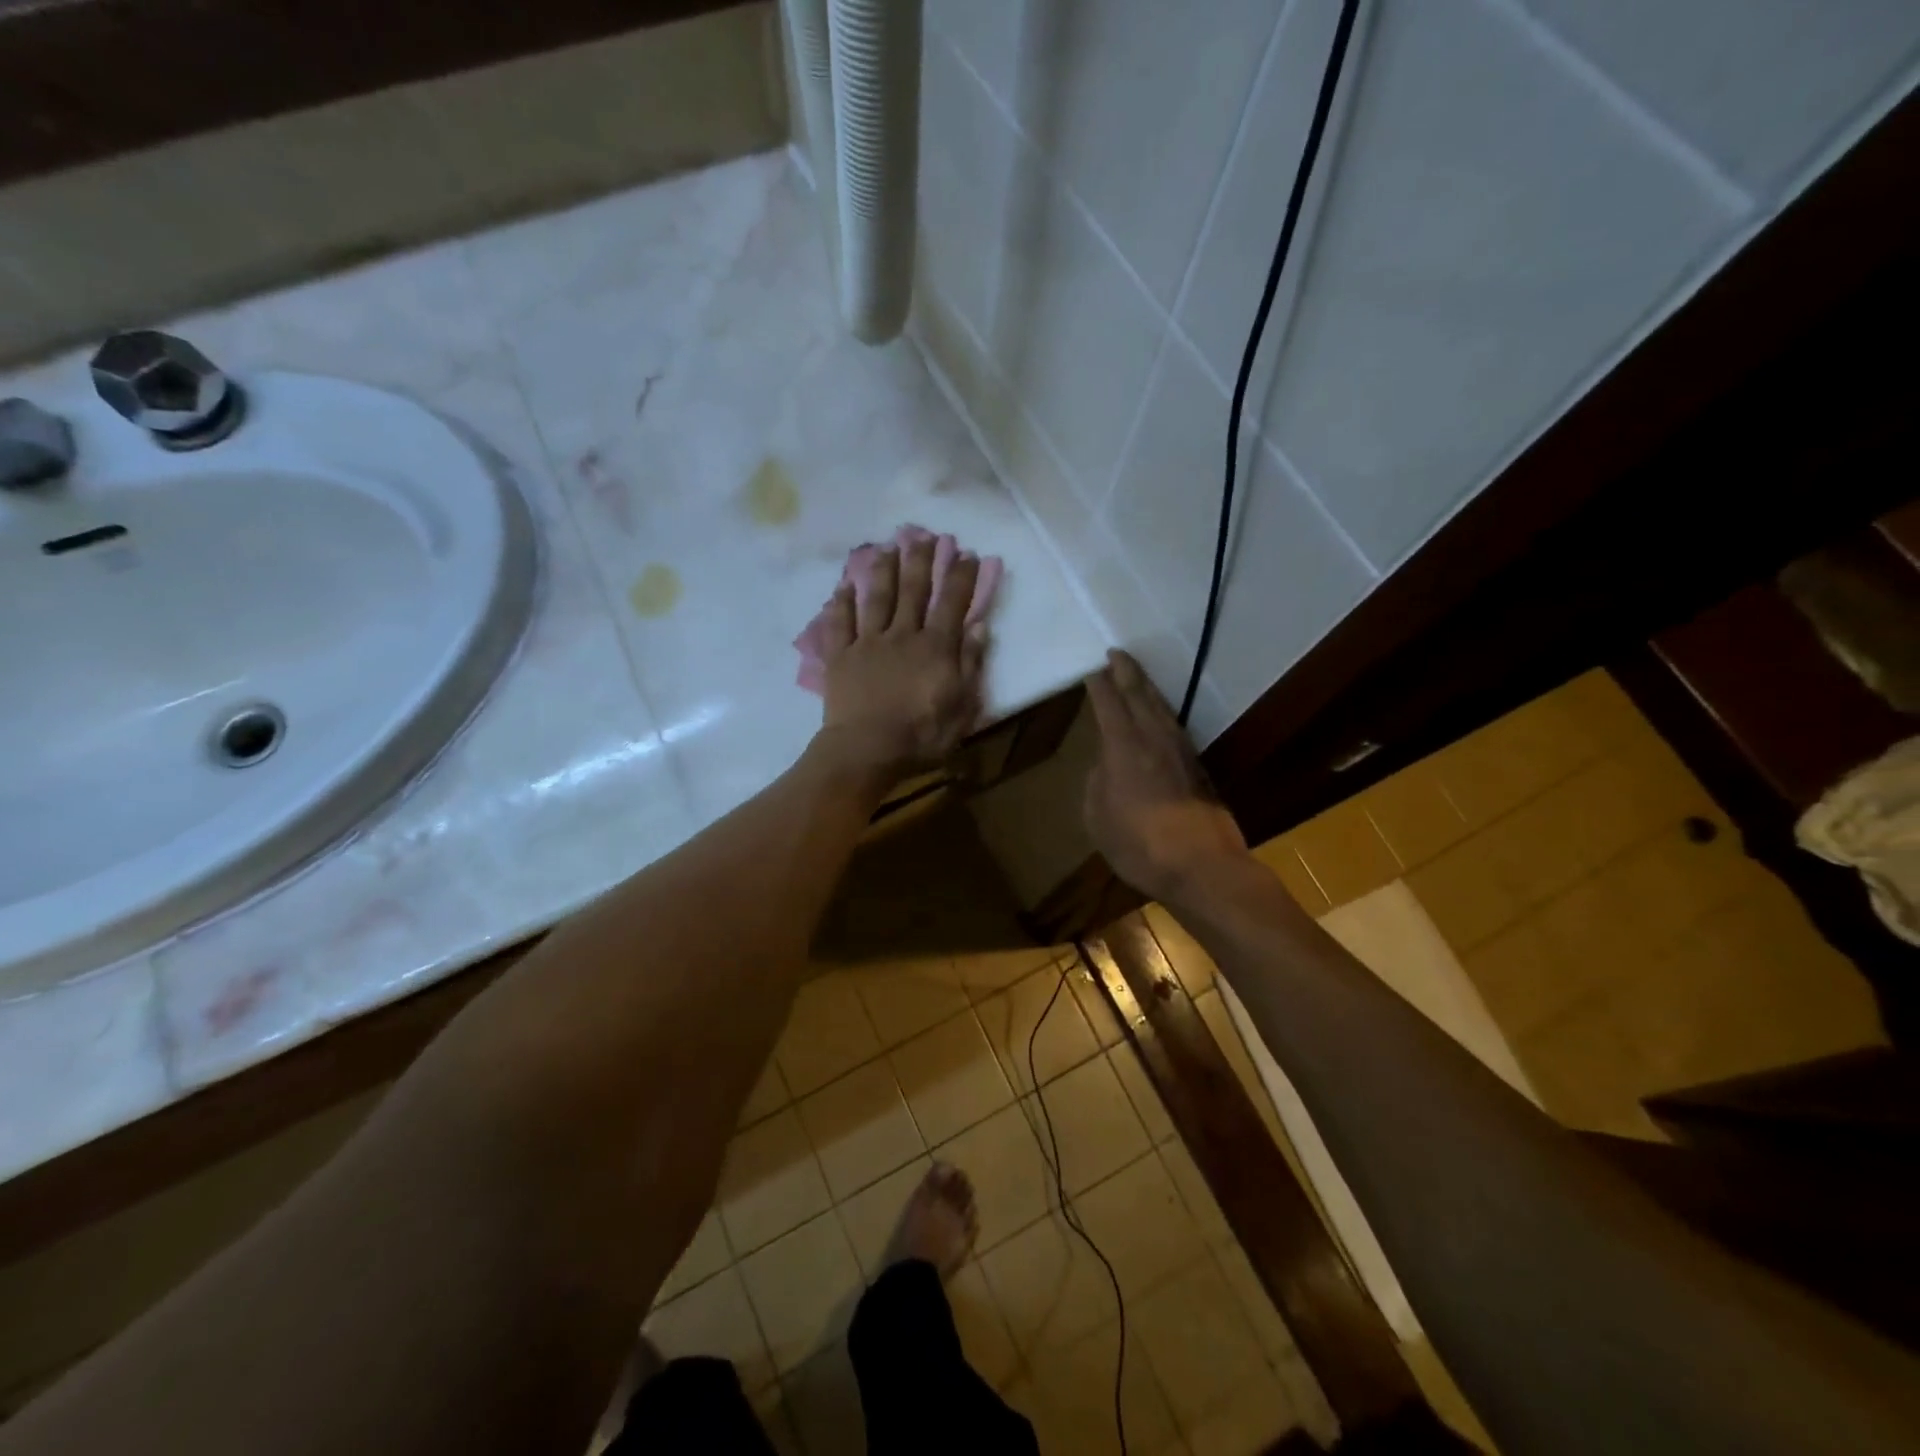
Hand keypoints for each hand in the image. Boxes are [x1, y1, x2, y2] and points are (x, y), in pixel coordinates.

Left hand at [816, 536, 986, 773]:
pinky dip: (841, 603)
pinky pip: (840, 623)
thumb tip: (979, 627)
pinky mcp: (841, 656)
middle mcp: (903, 634)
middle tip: (923, 535)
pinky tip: (843, 586)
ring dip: (883, 570)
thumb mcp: (962, 707)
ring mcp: (868, 642)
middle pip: (913, 590)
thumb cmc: (921, 735)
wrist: (867, 750)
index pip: (952, 603)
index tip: (967, 554)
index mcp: (936, 647)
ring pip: (876, 598)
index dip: (961, 577)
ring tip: (887, 547)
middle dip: (920, 560)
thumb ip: (970, 665)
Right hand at [1084, 650, 1248, 901]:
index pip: (1108, 704)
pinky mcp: (1198, 766)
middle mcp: (1153, 739)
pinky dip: (1162, 712)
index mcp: (1123, 747)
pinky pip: (1175, 726)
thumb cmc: (1138, 844)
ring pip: (1162, 708)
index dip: (1099, 684)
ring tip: (1137, 677)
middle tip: (1117, 654)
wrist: (1201, 866)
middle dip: (1126, 672)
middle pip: (1139, 695)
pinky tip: (1160, 716)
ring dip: (1147, 688)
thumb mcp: (1097, 817)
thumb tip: (1106, 765)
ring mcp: (1180, 750)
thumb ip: (1097, 783)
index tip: (1091, 670)